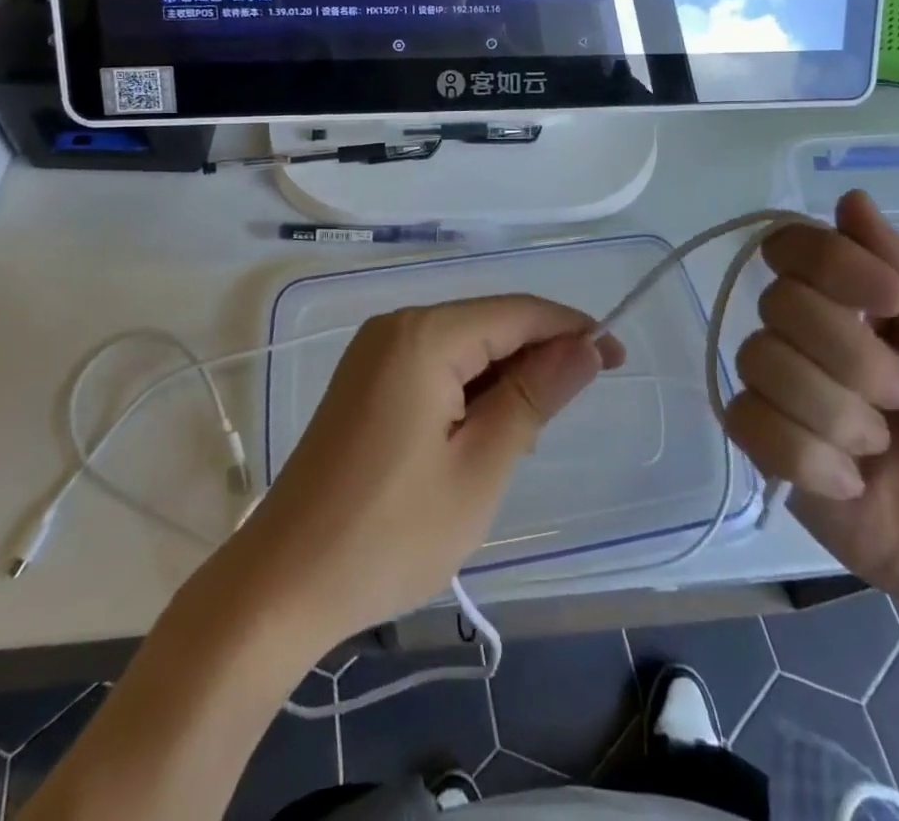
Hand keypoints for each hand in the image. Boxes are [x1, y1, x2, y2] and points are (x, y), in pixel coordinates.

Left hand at [235, 296, 624, 646]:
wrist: (281, 586)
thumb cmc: (390, 533)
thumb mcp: (480, 468)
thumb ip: (534, 395)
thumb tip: (584, 346)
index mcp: (424, 336)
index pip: (516, 312)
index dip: (571, 329)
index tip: (617, 358)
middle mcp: (396, 327)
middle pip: (488, 323)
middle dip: (538, 354)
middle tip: (577, 403)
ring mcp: (373, 354)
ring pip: (462, 346)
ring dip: (504, 376)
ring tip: (527, 431)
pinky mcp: (363, 382)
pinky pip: (433, 366)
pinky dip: (469, 389)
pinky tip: (482, 431)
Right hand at [724, 191, 898, 639]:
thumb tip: (850, 198)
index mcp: (858, 300)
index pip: (795, 243)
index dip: (827, 263)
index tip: (887, 303)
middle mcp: (808, 332)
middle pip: (778, 301)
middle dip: (852, 357)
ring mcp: (782, 388)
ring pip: (760, 360)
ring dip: (834, 412)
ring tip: (880, 449)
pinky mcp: (764, 445)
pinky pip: (746, 419)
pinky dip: (806, 456)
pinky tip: (848, 484)